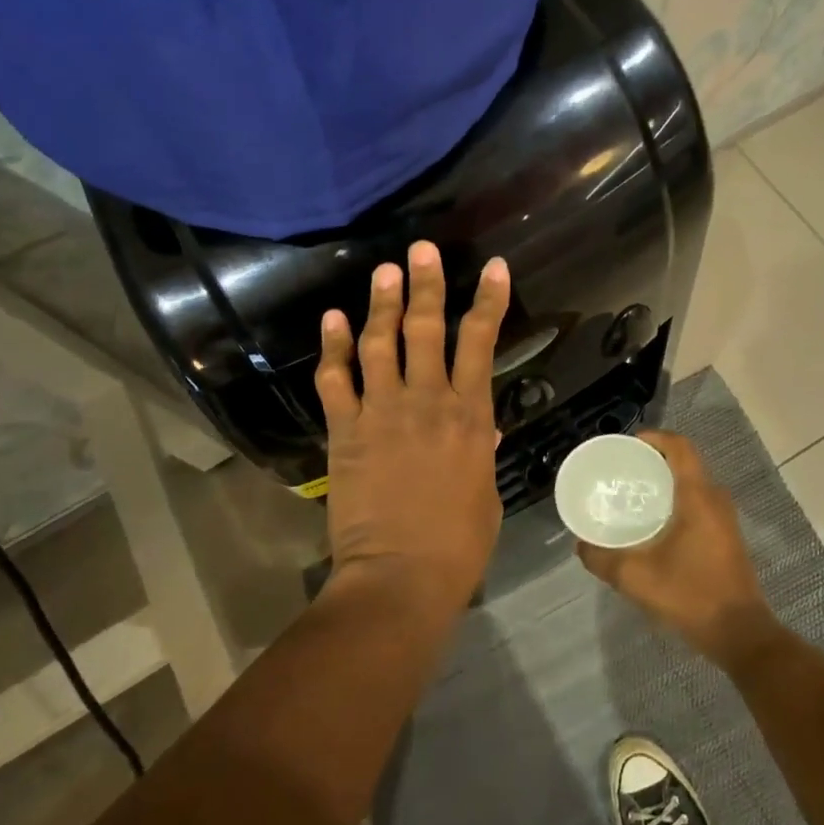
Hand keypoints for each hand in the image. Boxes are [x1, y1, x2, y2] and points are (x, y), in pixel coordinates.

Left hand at [313, 241, 510, 611]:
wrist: (402, 576)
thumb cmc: (457, 543)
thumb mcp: (483, 491)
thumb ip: (480, 449)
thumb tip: (481, 425)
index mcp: (470, 415)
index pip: (481, 342)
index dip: (488, 301)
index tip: (492, 267)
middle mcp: (427, 400)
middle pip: (427, 328)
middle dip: (426, 284)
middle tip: (420, 248)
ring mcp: (383, 412)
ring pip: (380, 343)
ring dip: (382, 303)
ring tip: (383, 270)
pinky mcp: (347, 430)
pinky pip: (336, 379)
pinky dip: (332, 347)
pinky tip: (331, 318)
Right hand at [577, 430, 781, 668]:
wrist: (741, 634)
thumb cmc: (691, 595)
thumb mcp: (636, 577)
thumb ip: (602, 558)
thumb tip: (580, 545)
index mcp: (698, 497)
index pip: (680, 447)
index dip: (654, 437)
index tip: (627, 445)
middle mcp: (715, 499)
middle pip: (685, 463)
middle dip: (654, 461)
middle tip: (623, 471)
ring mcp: (725, 519)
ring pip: (693, 485)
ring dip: (666, 483)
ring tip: (633, 495)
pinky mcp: (727, 537)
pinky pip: (699, 504)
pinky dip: (676, 502)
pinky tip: (654, 524)